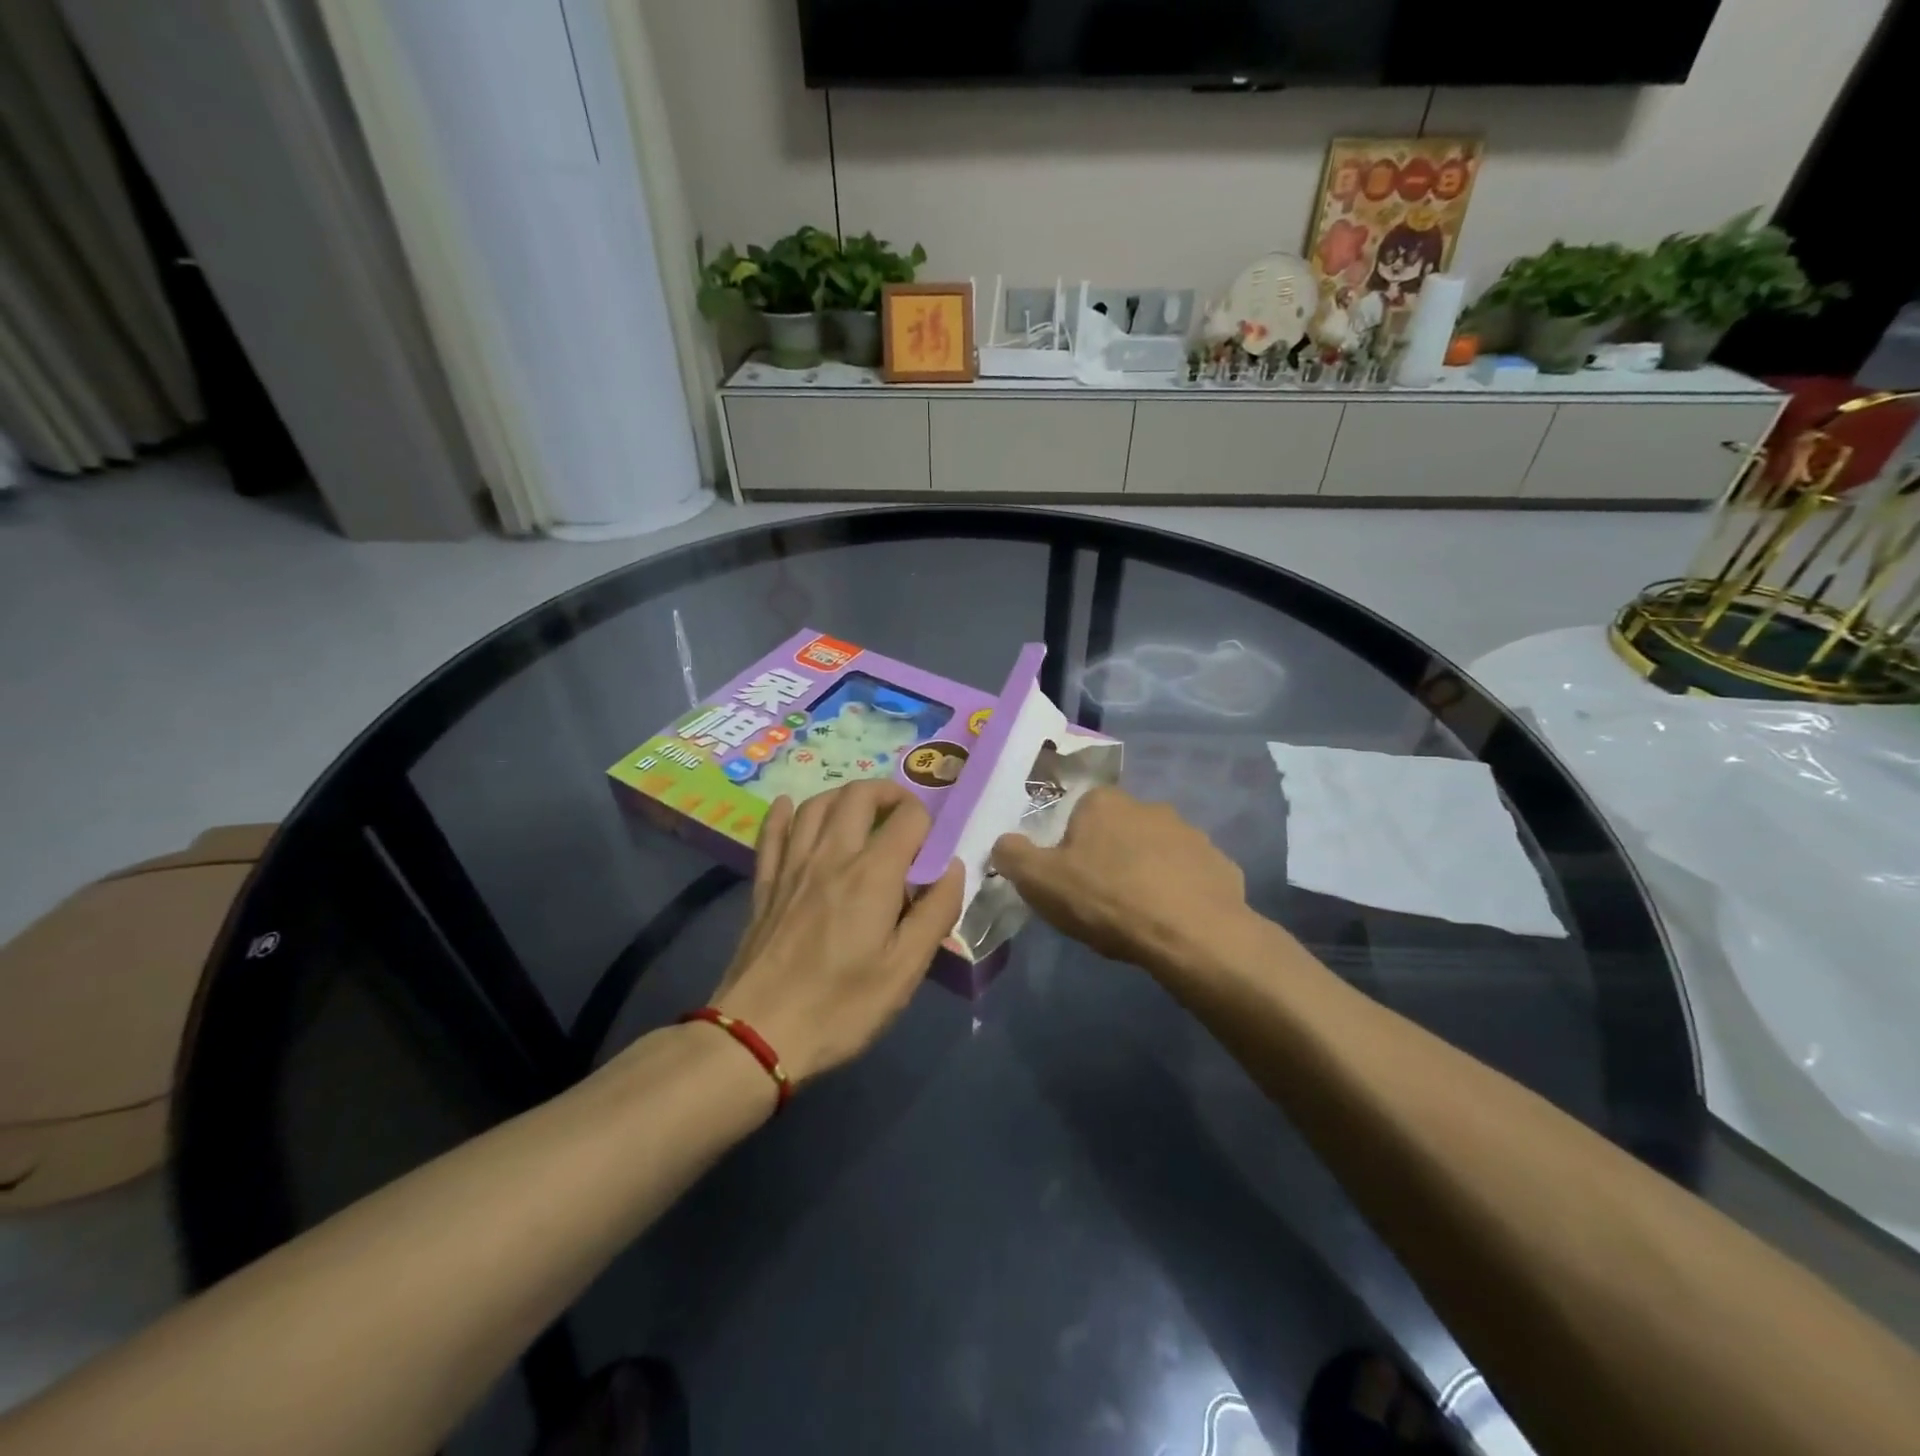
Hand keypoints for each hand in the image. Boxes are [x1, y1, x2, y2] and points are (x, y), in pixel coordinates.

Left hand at [707, 780, 962, 1087]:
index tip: (934, 849)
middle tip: (904, 817)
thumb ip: (937, 912)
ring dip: (843, 796)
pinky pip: (771, 833)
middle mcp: (831, 855)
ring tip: (861, 812)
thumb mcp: (906, 969)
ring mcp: (792, 866)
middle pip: (858, 795)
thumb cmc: (842, 1006)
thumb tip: (954, 868)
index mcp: (872, 874)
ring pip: (816, 805)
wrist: (758, 1033)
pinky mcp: (765, 884)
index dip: (929, 823)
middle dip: (888, 793)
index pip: (908, 818)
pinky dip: (783, 813)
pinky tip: (788, 806)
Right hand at [991, 787, 1247, 974]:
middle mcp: (1149, 806)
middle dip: (1110, 857)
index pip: (1078, 815)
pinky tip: (1173, 922)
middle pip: (1118, 831)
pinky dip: (1180, 893)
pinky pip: (1190, 876)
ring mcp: (1191, 834)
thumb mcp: (1040, 881)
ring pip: (1157, 852)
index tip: (1070, 881)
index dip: (1070, 848)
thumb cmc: (1107, 900)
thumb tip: (1003, 842)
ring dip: (1147, 873)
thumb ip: (1013, 855)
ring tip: (1139, 916)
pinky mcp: (1220, 865)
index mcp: (1104, 803)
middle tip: (1102, 900)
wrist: (1190, 934)